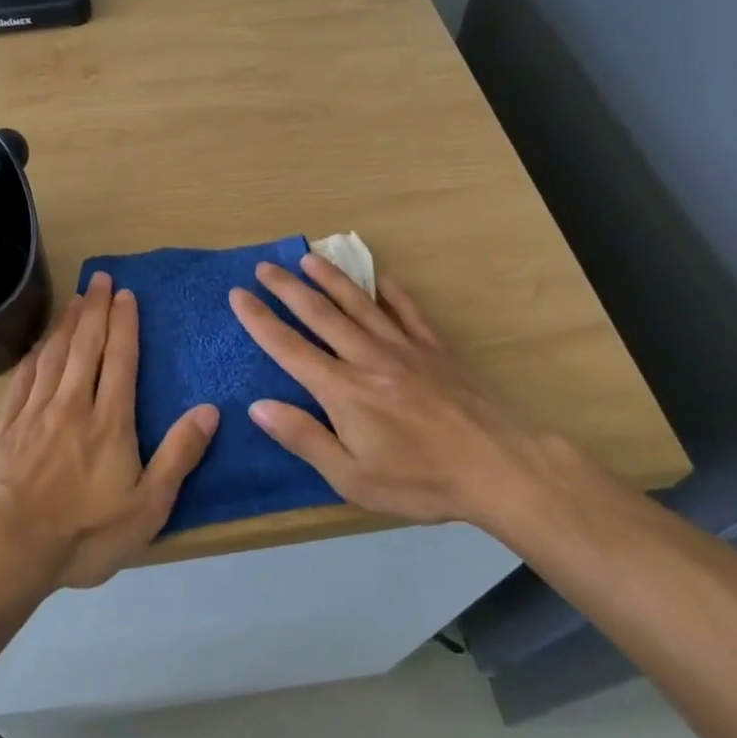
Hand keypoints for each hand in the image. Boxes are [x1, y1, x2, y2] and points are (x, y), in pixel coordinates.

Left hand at [0, 271, 219, 588]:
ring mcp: (35, 412)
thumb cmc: (85, 532)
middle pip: (86, 346)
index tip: (125, 294)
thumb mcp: (148, 506)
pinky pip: (23, 377)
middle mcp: (72, 404)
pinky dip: (34, 354)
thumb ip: (179, 456)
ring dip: (67, 324)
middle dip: (95, 309)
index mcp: (109, 420)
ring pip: (54, 355)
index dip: (124, 324)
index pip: (120, 359)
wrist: (7, 547)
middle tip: (99, 278)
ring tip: (75, 299)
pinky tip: (38, 344)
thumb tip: (210, 410)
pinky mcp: (5, 425)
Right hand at [227, 255, 538, 529]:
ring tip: (308, 258)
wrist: (499, 468)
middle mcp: (367, 357)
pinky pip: (408, 310)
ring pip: (359, 303)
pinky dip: (390, 291)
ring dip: (330, 279)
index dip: (260, 320)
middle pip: (320, 314)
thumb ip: (304, 438)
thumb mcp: (352, 478)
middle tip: (264, 267)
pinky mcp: (436, 348)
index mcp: (342, 389)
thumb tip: (258, 406)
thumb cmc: (420, 479)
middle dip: (288, 288)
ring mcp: (404, 347)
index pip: (289, 347)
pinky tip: (381, 277)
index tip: (237, 295)